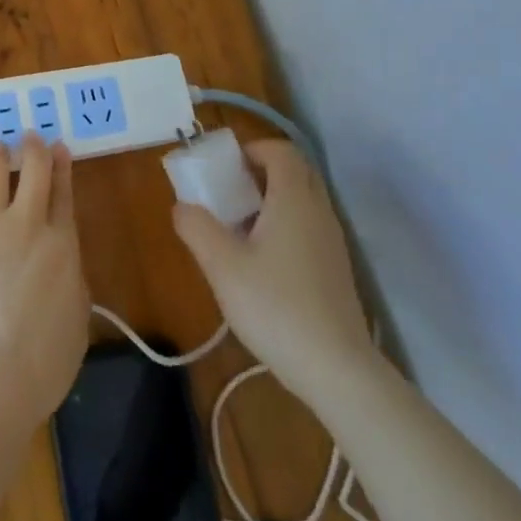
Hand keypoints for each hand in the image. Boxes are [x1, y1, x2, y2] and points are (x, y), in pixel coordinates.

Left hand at [0, 134, 89, 424]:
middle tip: (30, 135)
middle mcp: (26, 225)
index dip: (62, 167)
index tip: (59, 147)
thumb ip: (71, 283)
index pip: (64, 195)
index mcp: (62, 246)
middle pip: (33, 174)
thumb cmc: (41, 363)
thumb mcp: (77, 322)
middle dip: (33, 150)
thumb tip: (61, 265)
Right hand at [172, 138, 378, 403]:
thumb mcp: (222, 267)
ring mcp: (332, 241)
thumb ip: (197, 228)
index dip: (252, 149)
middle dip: (262, 171)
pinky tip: (262, 261)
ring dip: (273, 199)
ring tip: (239, 226)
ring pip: (304, 200)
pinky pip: (309, 225)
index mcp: (294, 200)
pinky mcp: (336, 268)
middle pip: (295, 171)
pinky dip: (286, 224)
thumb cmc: (276, 308)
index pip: (280, 151)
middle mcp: (319, 211)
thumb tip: (182, 207)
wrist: (337, 371)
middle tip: (230, 191)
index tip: (224, 167)